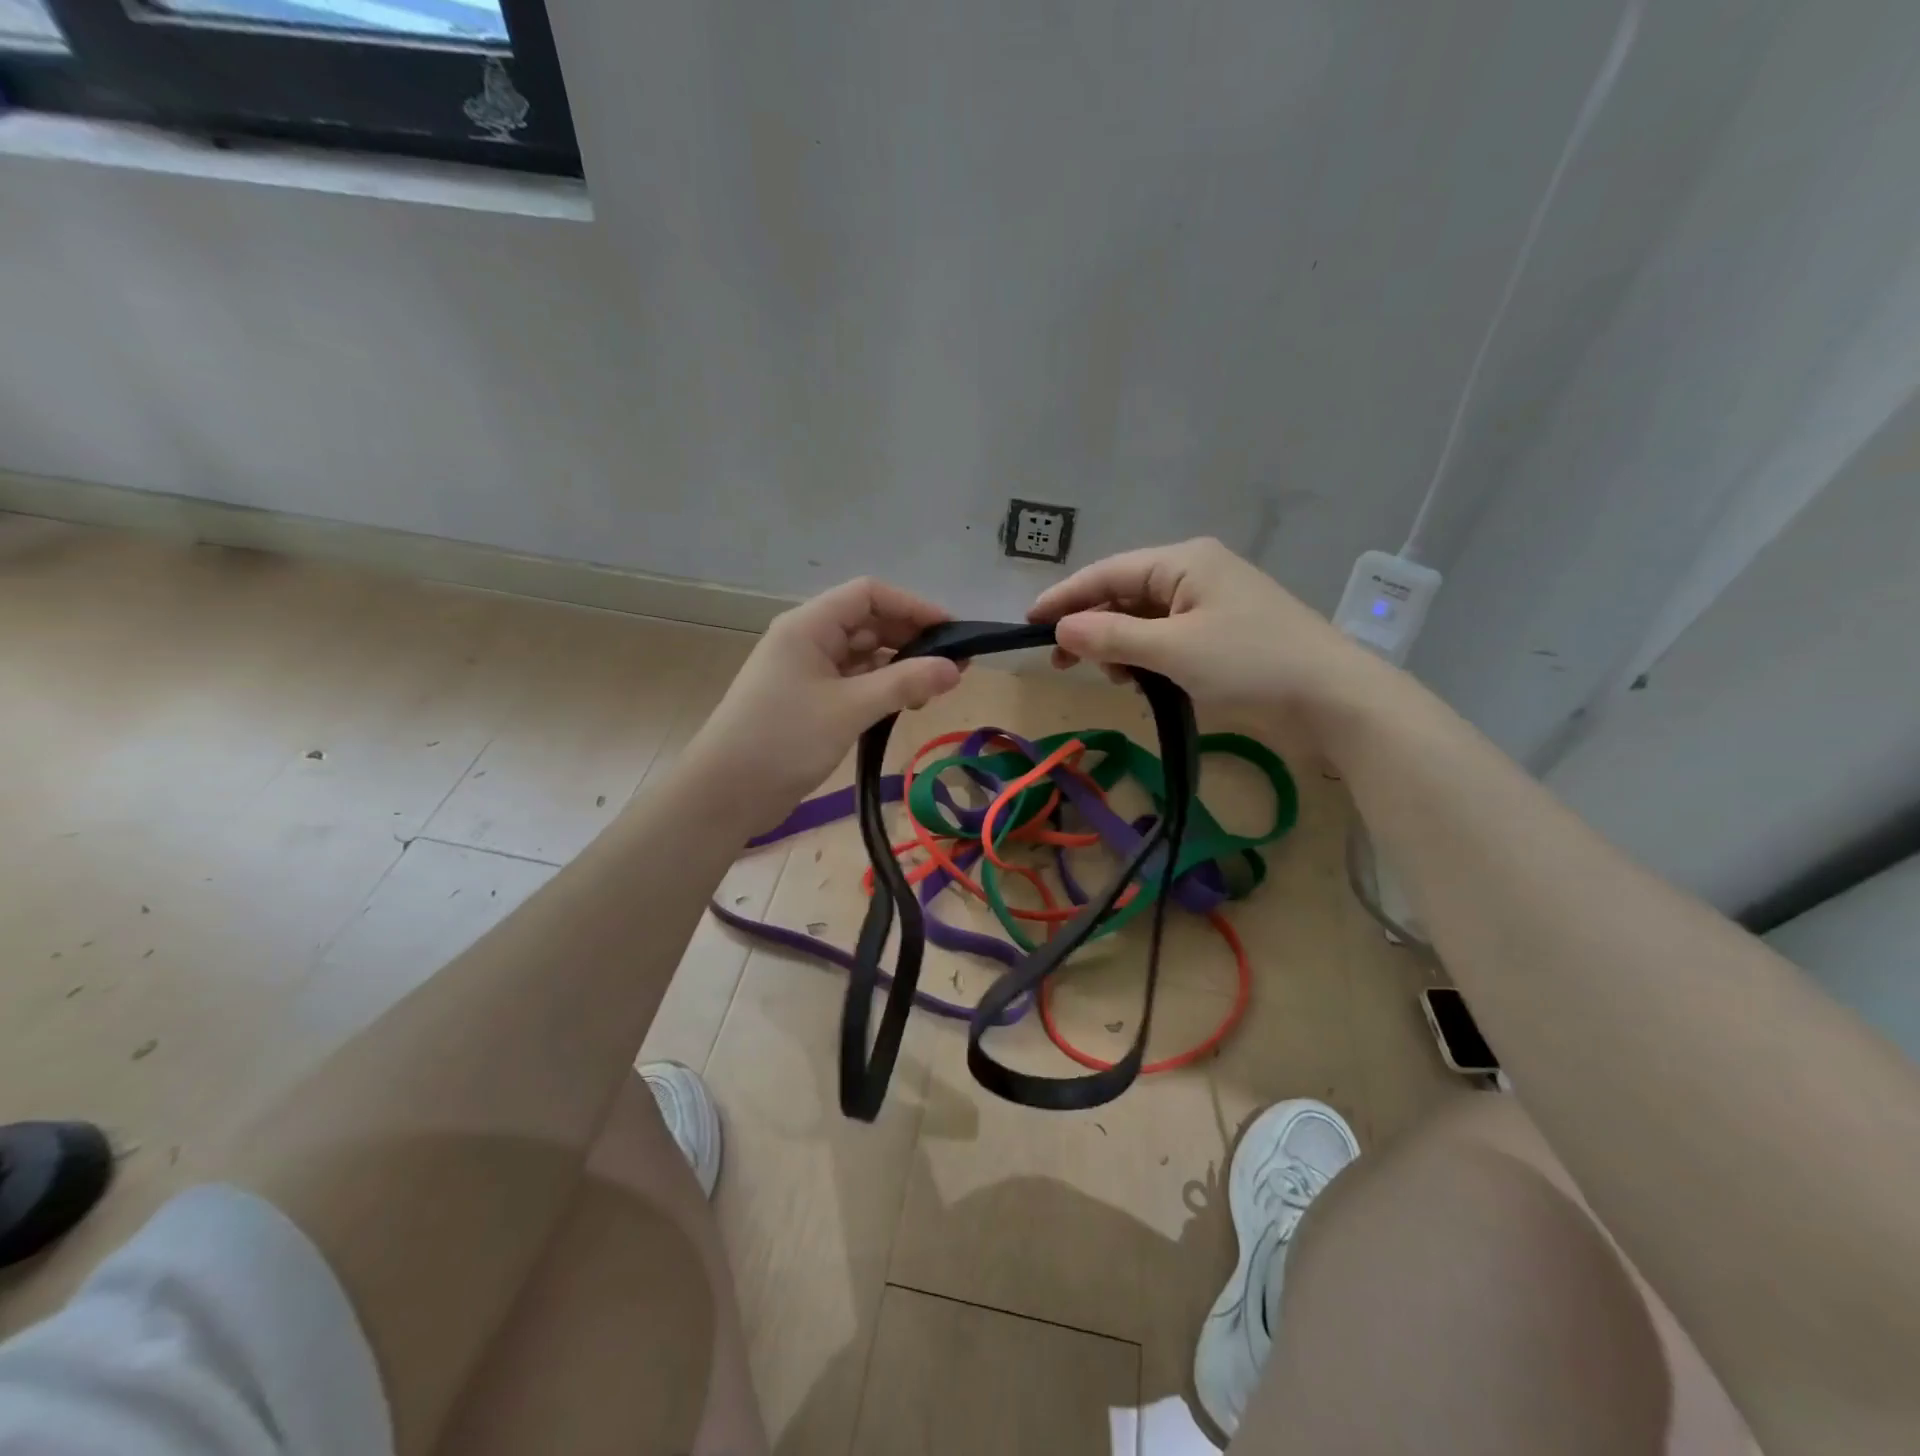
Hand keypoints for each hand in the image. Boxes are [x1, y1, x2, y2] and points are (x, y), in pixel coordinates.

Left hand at [687, 577, 962, 811]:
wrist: (725, 793)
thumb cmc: (784, 739)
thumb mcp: (850, 708)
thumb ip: (904, 683)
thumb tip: (955, 669)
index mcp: (809, 626)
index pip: (868, 594)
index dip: (912, 606)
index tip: (952, 631)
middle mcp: (807, 640)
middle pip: (868, 623)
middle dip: (911, 639)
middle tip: (954, 666)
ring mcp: (806, 672)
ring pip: (862, 655)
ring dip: (899, 667)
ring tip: (934, 690)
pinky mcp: (809, 701)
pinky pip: (853, 682)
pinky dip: (881, 689)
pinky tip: (905, 705)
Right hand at [1028, 537, 1394, 731]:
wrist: (1333, 698)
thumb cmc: (1250, 663)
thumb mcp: (1173, 650)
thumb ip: (1112, 637)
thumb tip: (1061, 630)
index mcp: (1184, 561)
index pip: (1108, 572)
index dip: (1065, 597)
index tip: (1028, 624)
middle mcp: (1196, 573)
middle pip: (1124, 594)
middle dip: (1092, 627)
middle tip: (1060, 662)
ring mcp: (1212, 604)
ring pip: (1144, 620)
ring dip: (1121, 647)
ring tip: (1115, 680)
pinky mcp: (1222, 634)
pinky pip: (1168, 638)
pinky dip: (1148, 658)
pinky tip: (1143, 682)